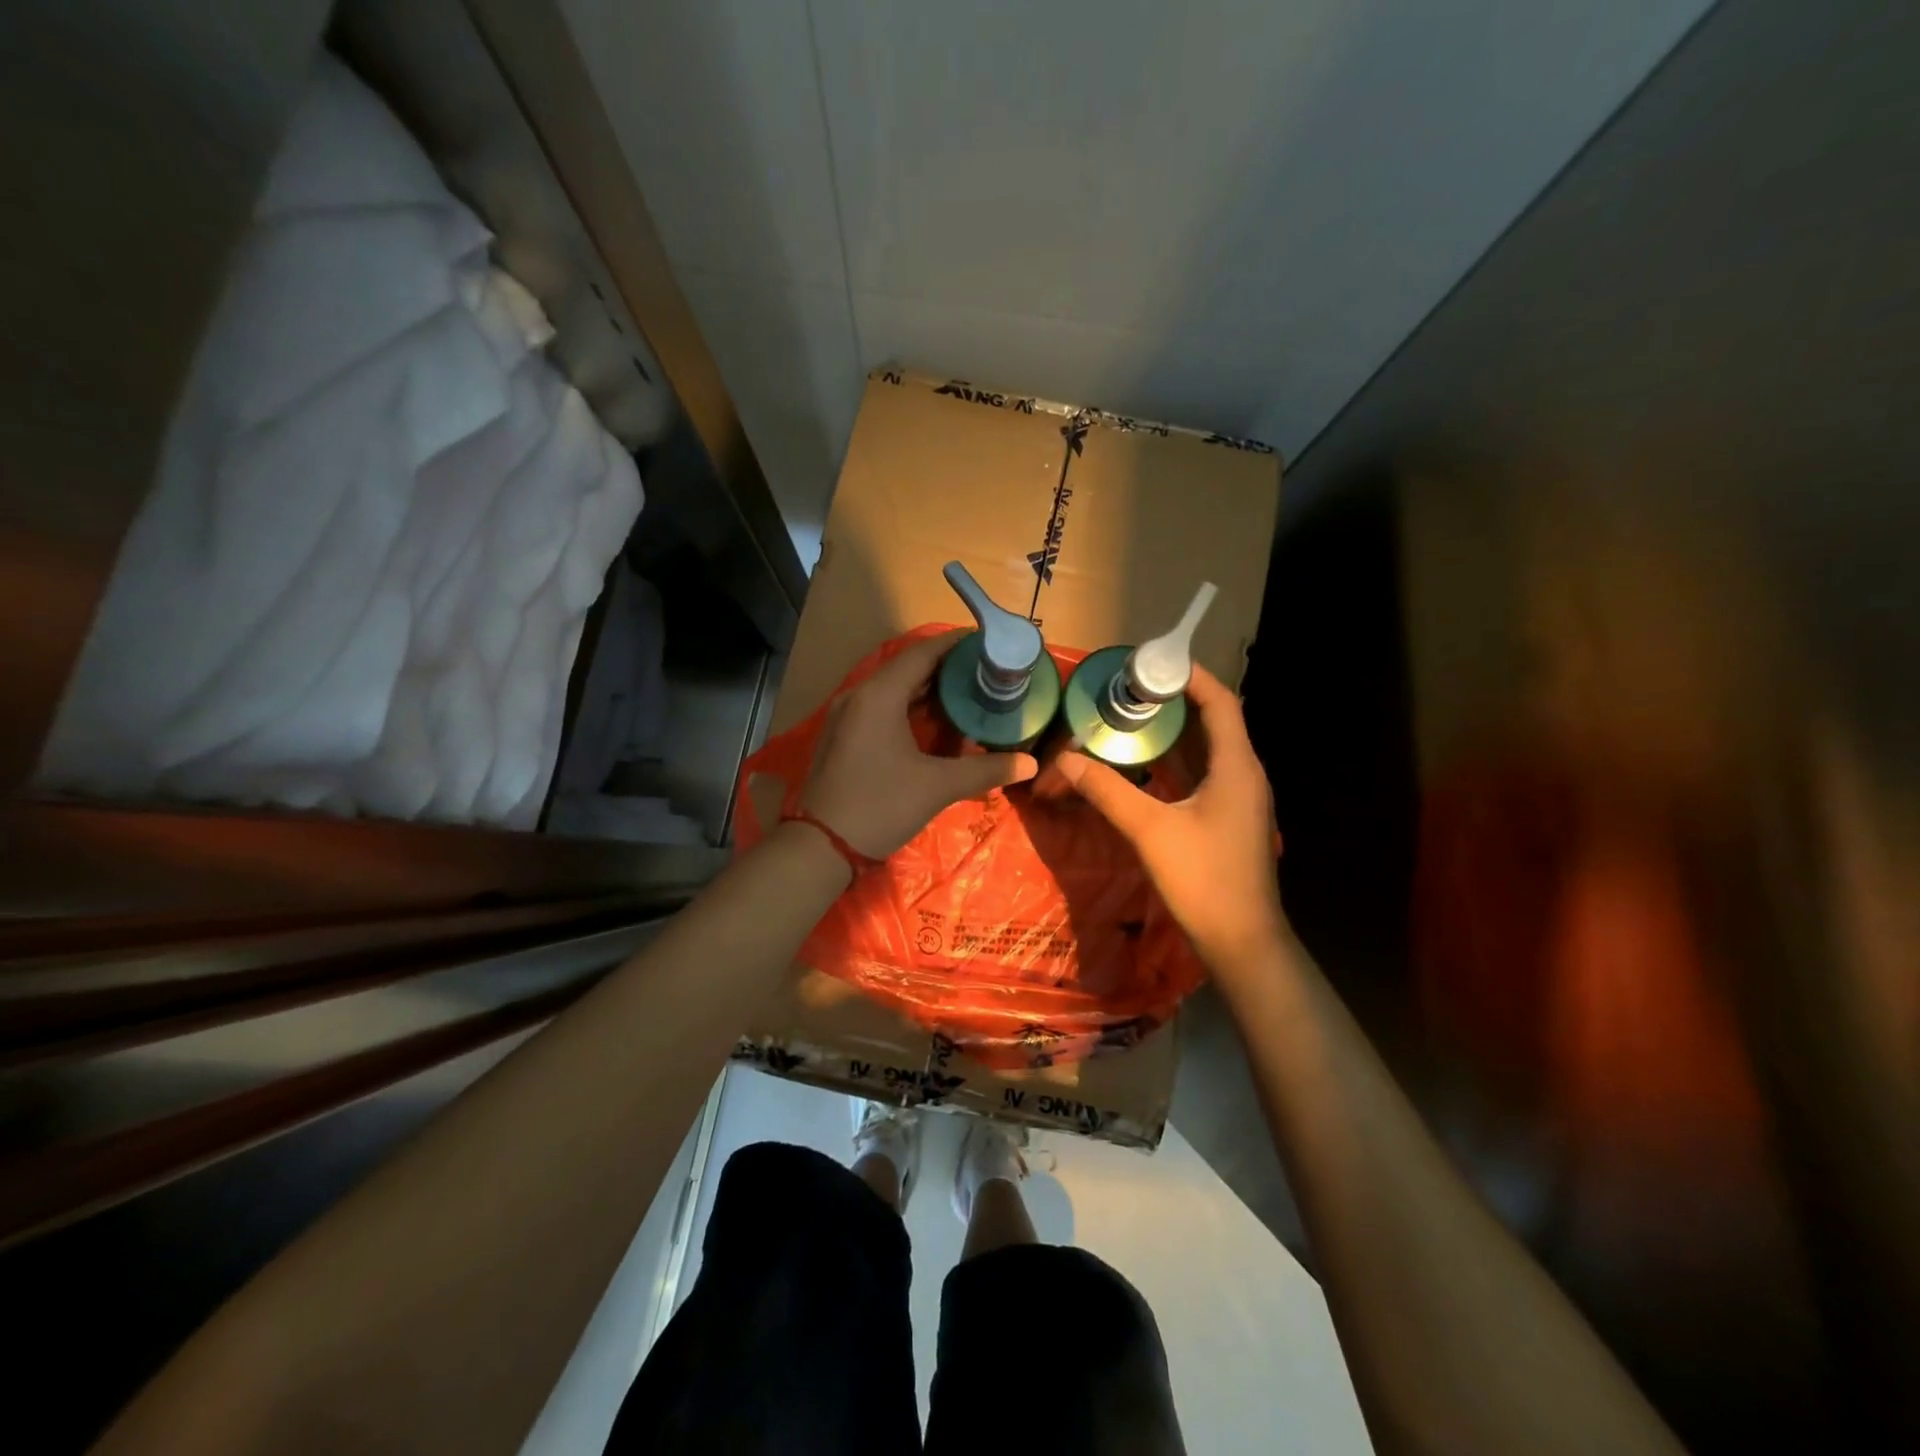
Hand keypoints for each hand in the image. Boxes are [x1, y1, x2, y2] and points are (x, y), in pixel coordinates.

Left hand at [802, 629, 1038, 857]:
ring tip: (969, 693)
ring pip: (894, 689)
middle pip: (908, 668)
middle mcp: (859, 696)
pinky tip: (936, 722)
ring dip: (929, 689)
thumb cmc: (880, 806)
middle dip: (948, 668)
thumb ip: (985, 770)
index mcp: (879, 695)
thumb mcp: (937, 787)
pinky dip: (910, 707)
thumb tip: (1029, 763)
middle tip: (987, 671)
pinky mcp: (844, 736)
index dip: (957, 644)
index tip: (990, 643)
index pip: (923, 653)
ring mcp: (847, 716)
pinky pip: (882, 707)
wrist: (820, 847)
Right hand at [1055, 665, 1285, 972]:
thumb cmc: (1203, 880)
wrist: (1242, 942)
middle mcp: (1243, 774)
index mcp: (1236, 767)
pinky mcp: (1227, 819)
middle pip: (1214, 721)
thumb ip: (1107, 791)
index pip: (1220, 702)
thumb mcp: (1150, 831)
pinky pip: (1201, 775)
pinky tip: (1142, 765)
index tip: (1153, 661)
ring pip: (1206, 751)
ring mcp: (1237, 799)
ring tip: (1131, 717)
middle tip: (1130, 689)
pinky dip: (1174, 762)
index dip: (1191, 676)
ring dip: (1173, 732)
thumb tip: (1066, 759)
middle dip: (1174, 701)